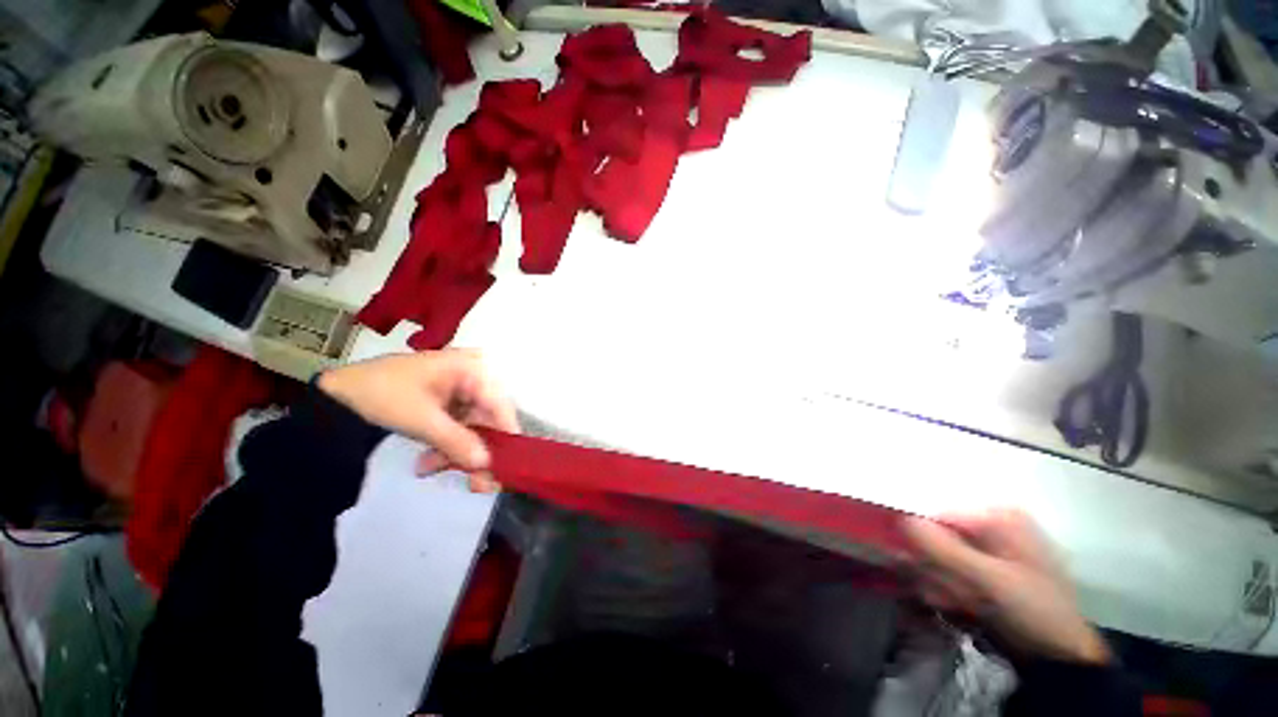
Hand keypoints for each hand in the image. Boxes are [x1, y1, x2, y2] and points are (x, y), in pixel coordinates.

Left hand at [318, 350, 518, 491]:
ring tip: (429, 469)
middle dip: (476, 450)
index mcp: (472, 369)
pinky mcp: (448, 404)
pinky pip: (459, 428)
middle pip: (489, 418)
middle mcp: (474, 377)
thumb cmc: (382, 395)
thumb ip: (457, 442)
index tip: (503, 466)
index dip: (505, 436)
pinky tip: (426, 461)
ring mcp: (461, 391)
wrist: (337, 394)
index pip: (500, 405)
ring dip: (456, 452)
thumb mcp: (420, 420)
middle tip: (474, 483)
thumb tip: (487, 464)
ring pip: (474, 427)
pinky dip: (445, 446)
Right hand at [903, 509, 1109, 664]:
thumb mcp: (990, 580)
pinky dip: (949, 588)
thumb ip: (944, 548)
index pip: (937, 513)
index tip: (920, 564)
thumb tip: (900, 519)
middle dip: (938, 566)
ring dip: (943, 581)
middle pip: (937, 536)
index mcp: (997, 516)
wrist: (1061, 653)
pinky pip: (948, 570)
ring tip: (964, 601)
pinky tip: (963, 604)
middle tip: (955, 590)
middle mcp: (989, 525)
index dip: (923, 537)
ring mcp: (986, 548)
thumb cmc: (1034, 608)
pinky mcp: (982, 569)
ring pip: (939, 556)